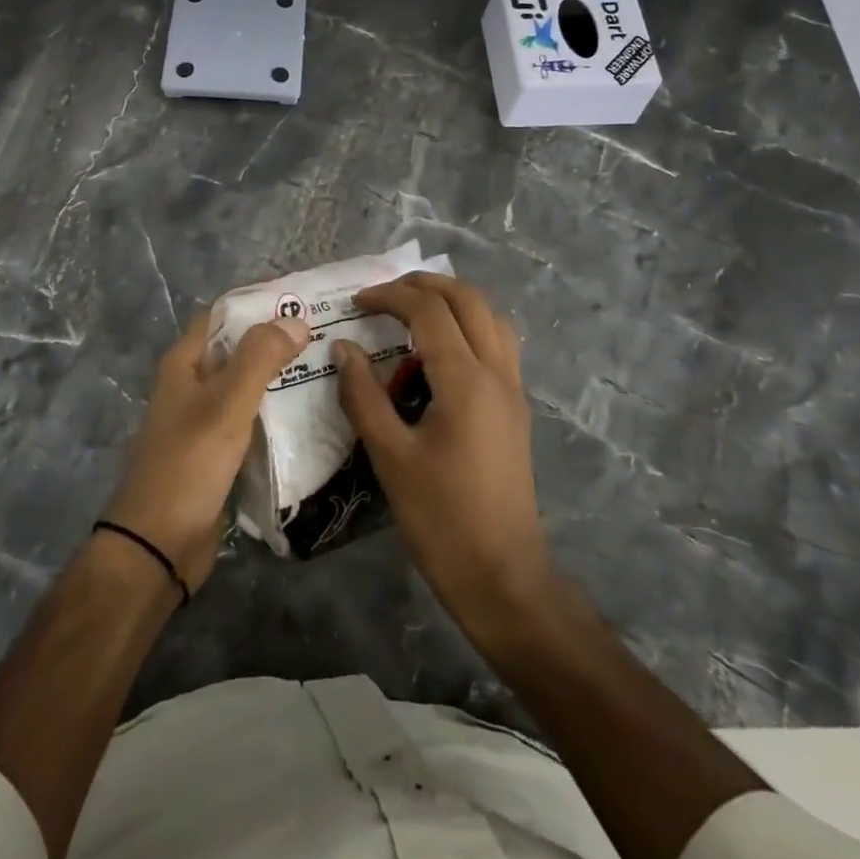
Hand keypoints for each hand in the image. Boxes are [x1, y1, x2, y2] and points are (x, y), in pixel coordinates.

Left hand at [103, 308, 308, 592]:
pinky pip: (252, 419)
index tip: (304, 300)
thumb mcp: (226, 403)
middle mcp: (192, 384)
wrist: (159, 544)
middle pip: (238, 348)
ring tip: (329, 367)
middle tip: (329, 333)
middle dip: (278, 338)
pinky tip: (311, 412)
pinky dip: (277, 411)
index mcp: (185, 363)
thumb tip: (296, 320)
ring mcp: (204, 420)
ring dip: (281, 375)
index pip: (223, 313)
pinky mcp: (218, 452)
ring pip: (247, 385)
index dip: (259, 302)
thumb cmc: (189, 463)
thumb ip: (260, 357)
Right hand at [332, 273, 555, 631]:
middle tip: (385, 293)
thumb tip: (343, 348)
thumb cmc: (440, 517)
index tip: (356, 302)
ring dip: (453, 301)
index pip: (429, 310)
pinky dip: (470, 326)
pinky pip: (498, 343)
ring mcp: (513, 388)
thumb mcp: (390, 456)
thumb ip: (363, 395)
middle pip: (468, 299)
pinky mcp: (516, 407)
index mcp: (466, 379)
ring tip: (413, 311)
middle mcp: (497, 371)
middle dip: (425, 284)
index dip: (390, 295)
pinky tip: (440, 352)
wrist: (502, 574)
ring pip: (490, 316)